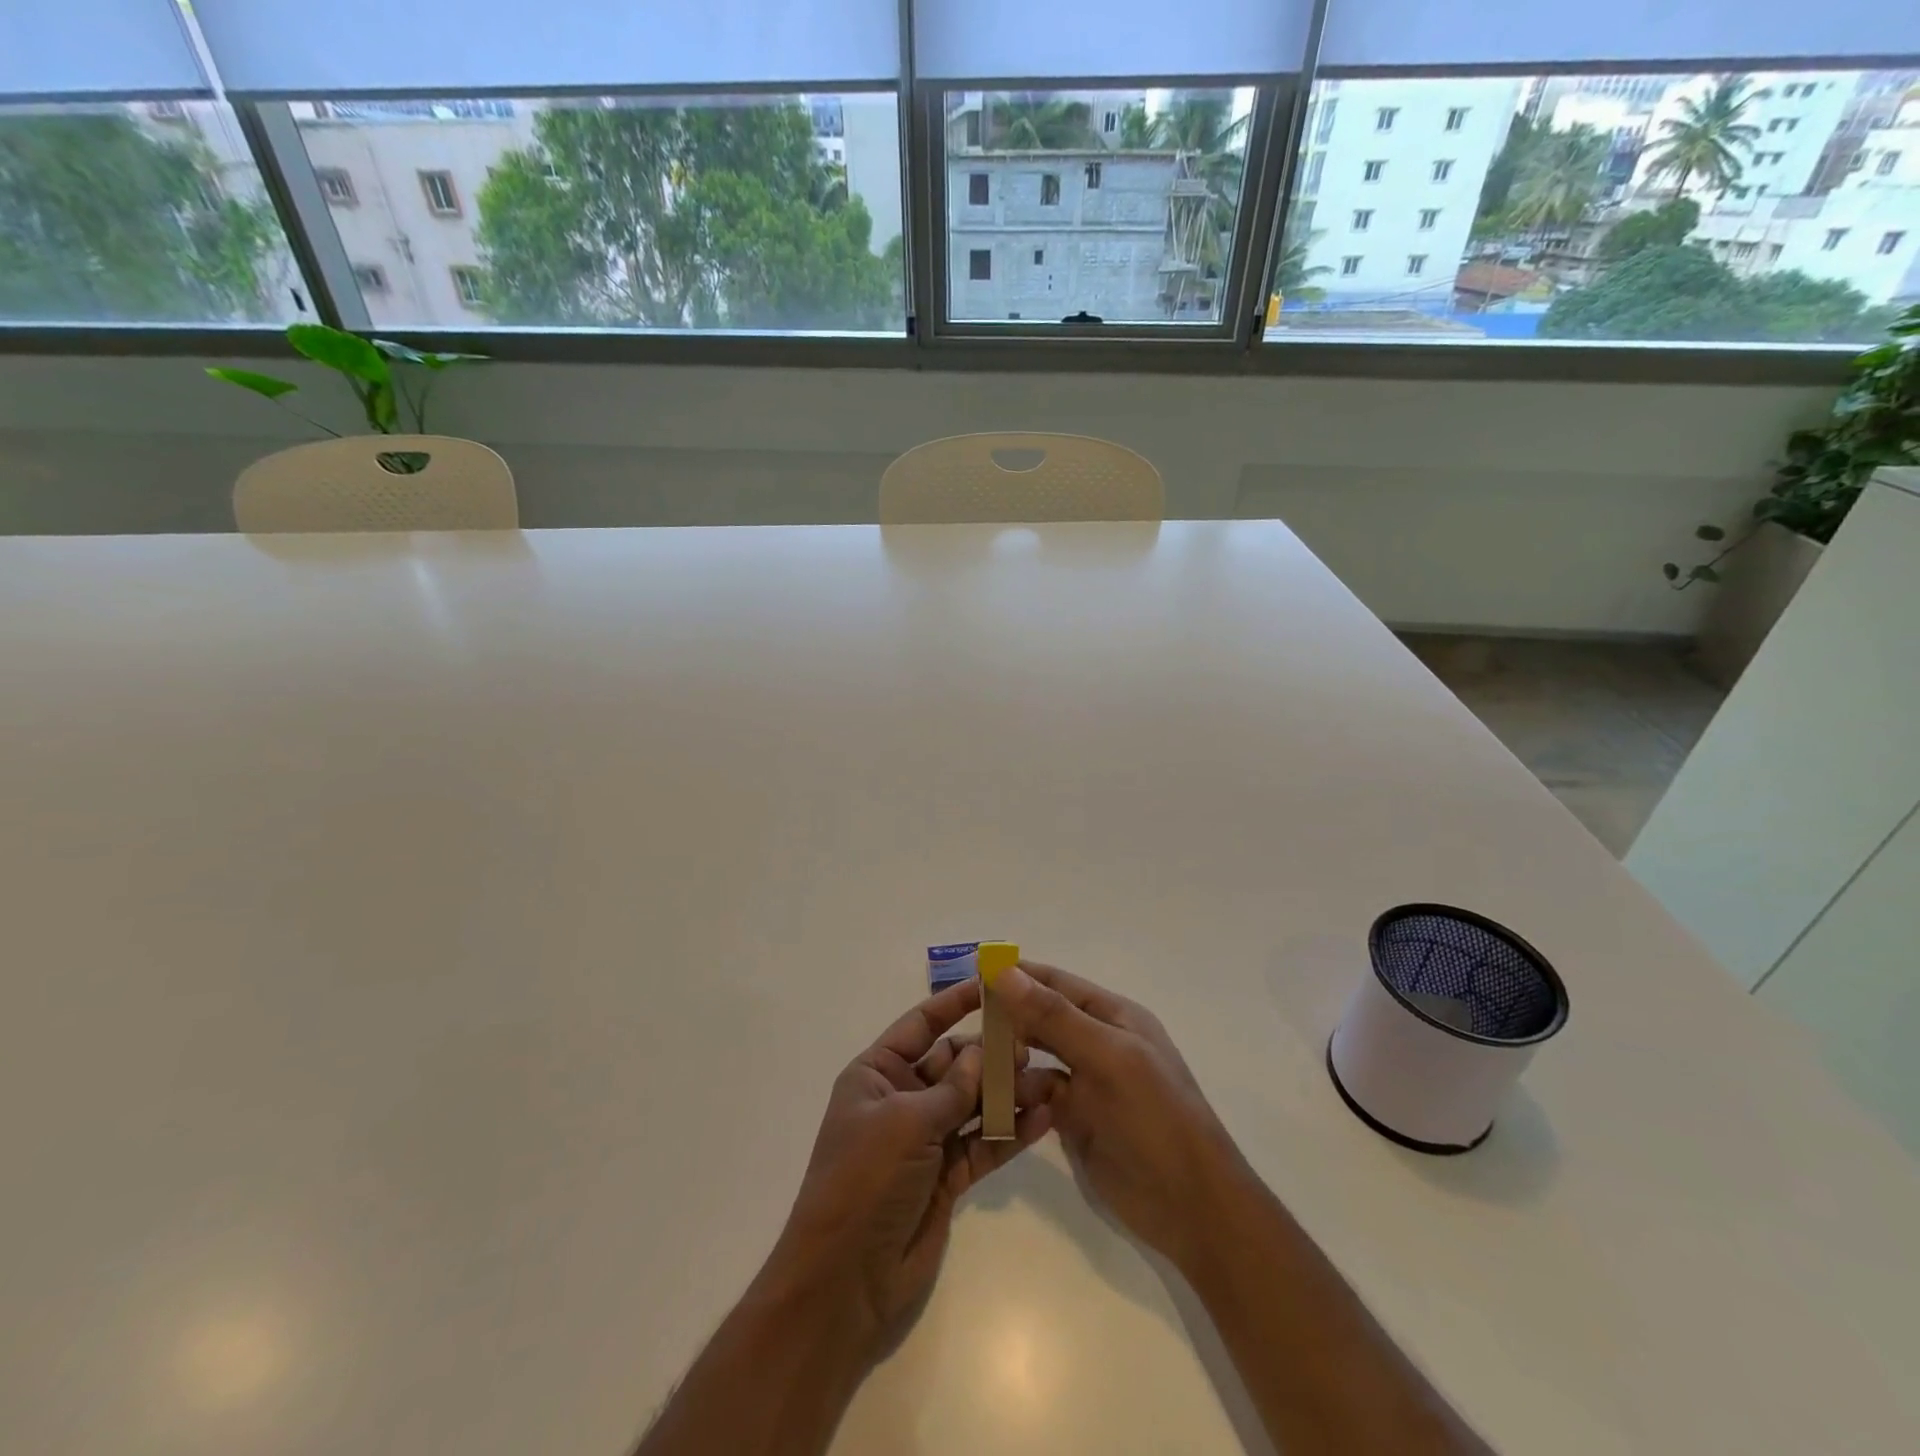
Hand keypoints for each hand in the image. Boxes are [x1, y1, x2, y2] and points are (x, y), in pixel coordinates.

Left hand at [765, 978, 1054, 1360]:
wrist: (845, 1282)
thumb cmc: (863, 1181)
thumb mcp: (904, 1123)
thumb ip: (951, 1089)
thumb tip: (982, 1054)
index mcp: (877, 1074)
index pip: (921, 1025)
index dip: (954, 1003)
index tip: (992, 985)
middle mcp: (902, 1099)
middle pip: (954, 1064)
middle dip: (991, 1054)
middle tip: (1033, 1046)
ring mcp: (926, 1138)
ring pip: (975, 1104)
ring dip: (1008, 1093)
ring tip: (1051, 1081)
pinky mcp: (947, 1176)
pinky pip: (983, 1144)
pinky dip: (1010, 1133)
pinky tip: (1043, 1118)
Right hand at [993, 961, 1247, 1273]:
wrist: (1193, 1207)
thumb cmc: (1155, 1117)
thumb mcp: (1108, 1057)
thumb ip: (1055, 1016)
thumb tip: (1005, 971)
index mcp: (1113, 1017)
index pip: (1057, 983)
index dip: (1019, 974)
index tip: (975, 968)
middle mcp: (1098, 1043)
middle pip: (1043, 1019)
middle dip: (1007, 1016)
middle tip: (960, 1017)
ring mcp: (1087, 1083)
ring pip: (1036, 1058)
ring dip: (1008, 1057)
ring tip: (968, 1060)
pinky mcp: (1076, 1120)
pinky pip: (1037, 1096)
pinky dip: (1017, 1094)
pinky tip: (990, 1097)